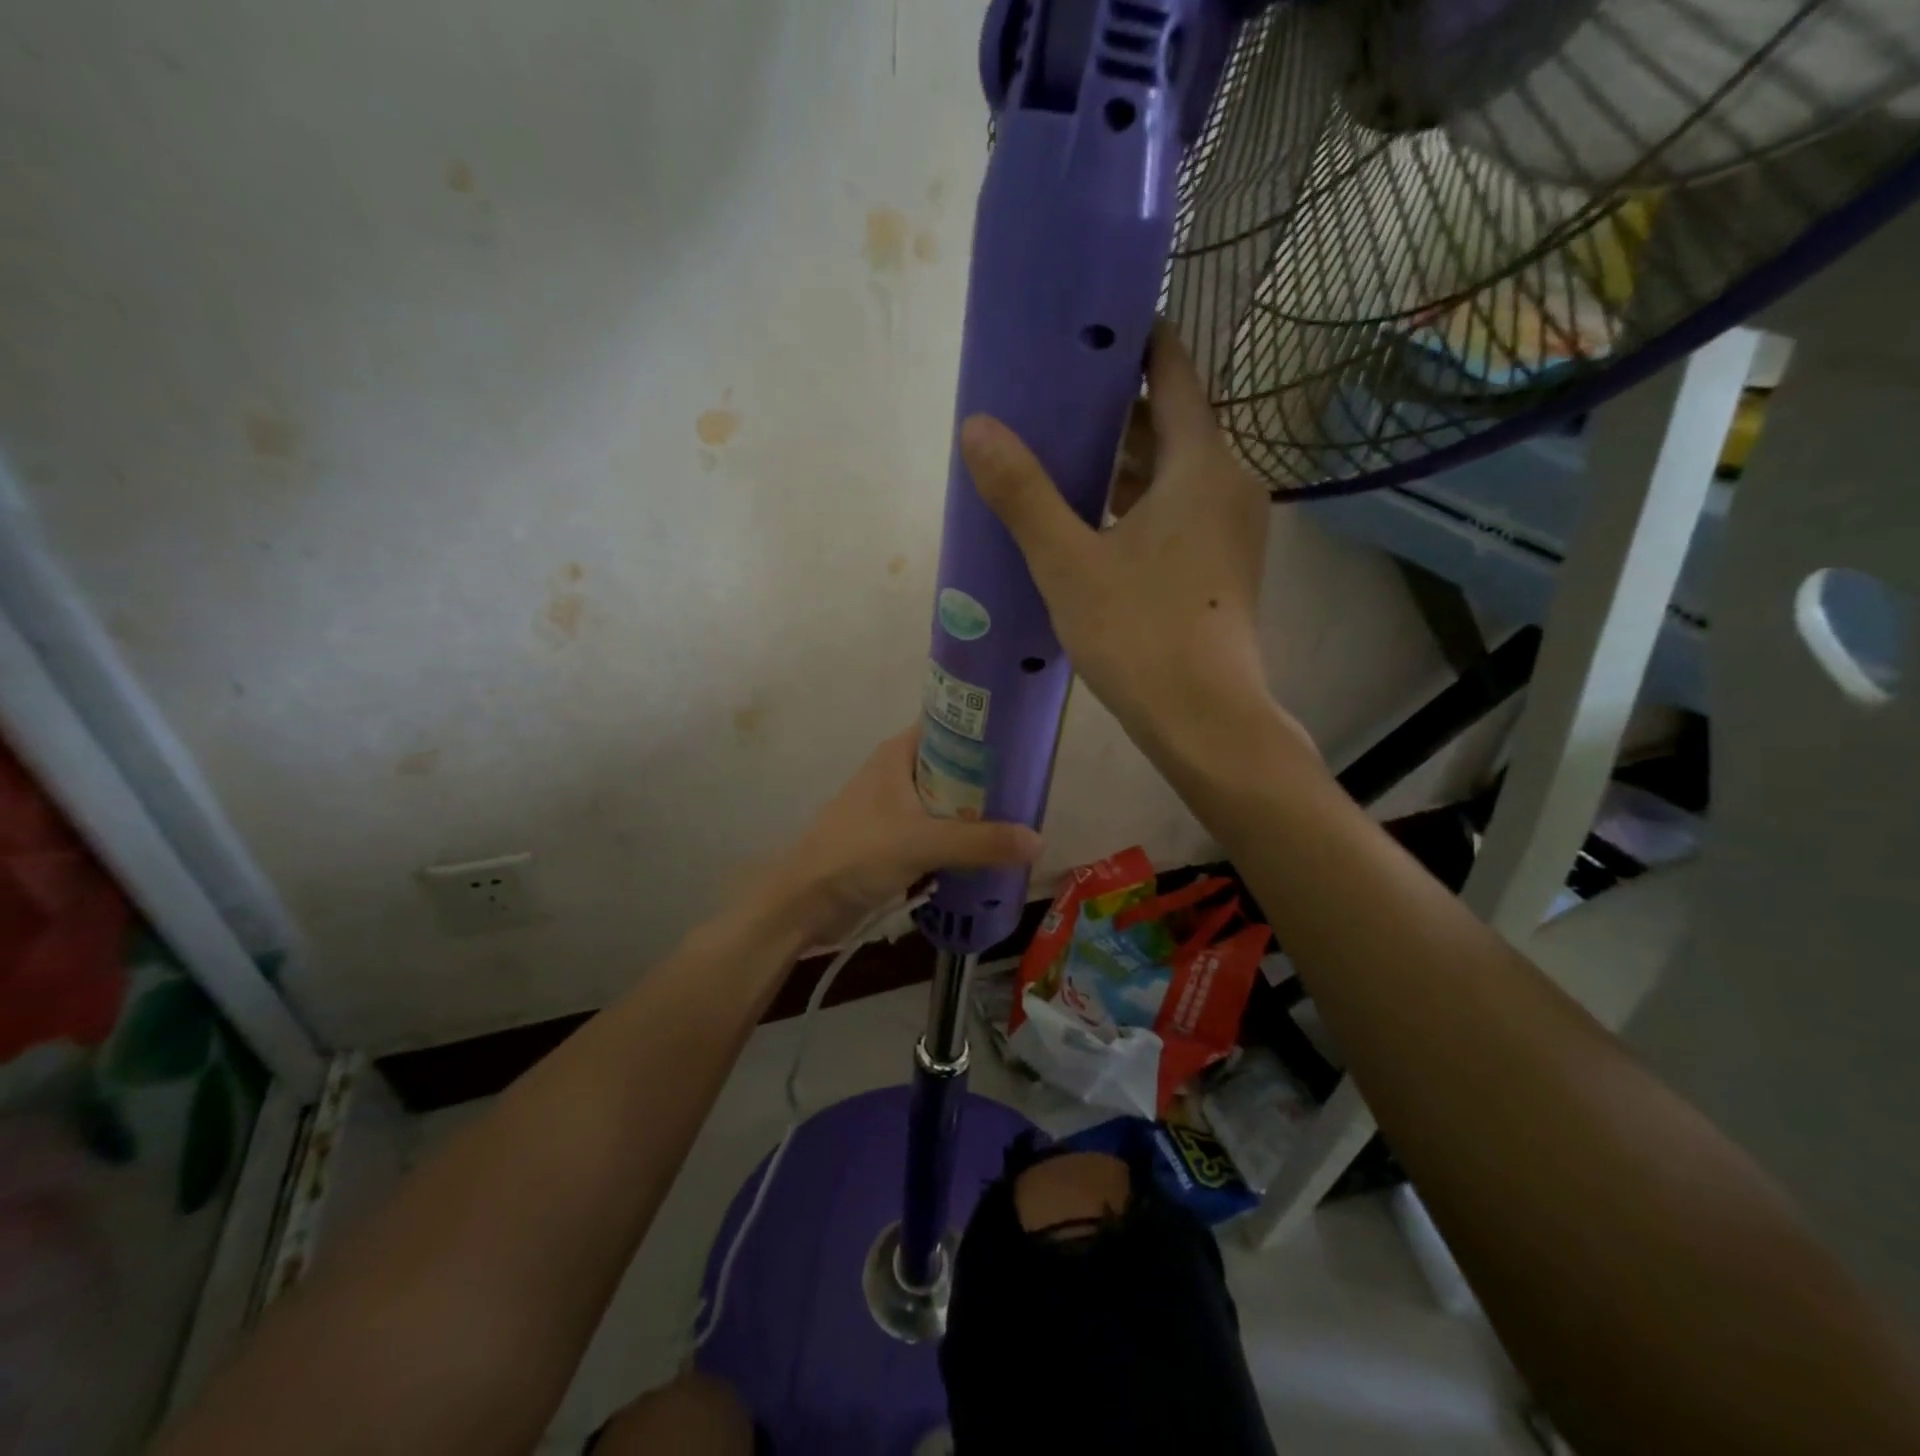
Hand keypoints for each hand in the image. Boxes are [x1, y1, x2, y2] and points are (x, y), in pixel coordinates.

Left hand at [761, 726, 1040, 945]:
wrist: (807, 901)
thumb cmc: (859, 853)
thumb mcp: (923, 842)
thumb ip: (980, 842)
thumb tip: (1038, 841)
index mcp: (898, 754)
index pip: (949, 727)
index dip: (985, 732)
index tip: (1023, 745)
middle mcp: (897, 774)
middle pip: (954, 768)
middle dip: (988, 783)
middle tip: (1029, 793)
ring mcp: (895, 809)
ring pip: (947, 804)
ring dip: (976, 817)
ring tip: (1019, 825)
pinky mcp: (894, 840)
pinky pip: (937, 834)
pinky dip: (959, 843)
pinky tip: (988, 855)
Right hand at [959, 323, 1296, 762]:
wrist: (1204, 718)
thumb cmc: (1140, 633)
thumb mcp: (1069, 562)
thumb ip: (1024, 494)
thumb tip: (977, 428)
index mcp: (1201, 465)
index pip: (1174, 371)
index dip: (1135, 341)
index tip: (1088, 327)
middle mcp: (1227, 484)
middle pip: (1171, 423)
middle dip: (1115, 408)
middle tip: (1052, 398)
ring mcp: (1230, 529)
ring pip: (1172, 474)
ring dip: (1122, 462)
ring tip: (1059, 457)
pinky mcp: (1221, 567)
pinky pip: (1177, 512)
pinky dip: (1137, 504)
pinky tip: (1091, 523)